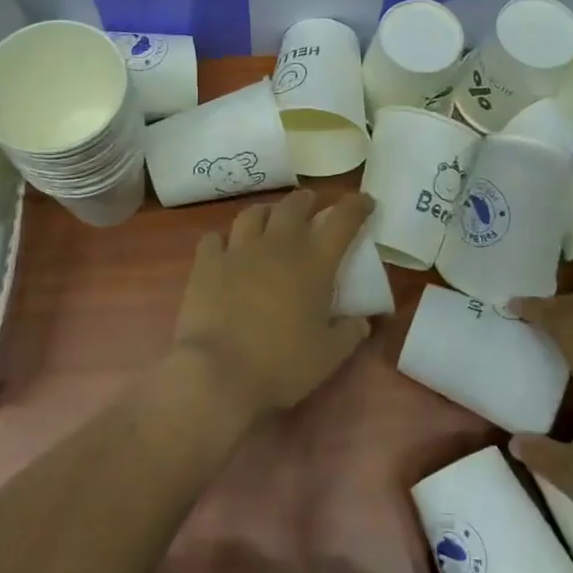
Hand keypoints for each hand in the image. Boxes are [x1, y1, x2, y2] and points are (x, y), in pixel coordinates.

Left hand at [172, 190, 375, 420]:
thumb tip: (361, 322)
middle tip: (311, 205)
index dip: (356, 206)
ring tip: (269, 219)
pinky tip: (225, 250)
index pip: (342, 221)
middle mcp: (277, 245)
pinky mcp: (206, 264)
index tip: (365, 201)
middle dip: (306, 200)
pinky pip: (214, 238)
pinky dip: (223, 240)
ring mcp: (238, 251)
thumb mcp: (329, 355)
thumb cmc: (282, 364)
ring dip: (266, 212)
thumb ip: (349, 333)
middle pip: (294, 206)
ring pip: (253, 214)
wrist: (219, 371)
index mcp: (314, 262)